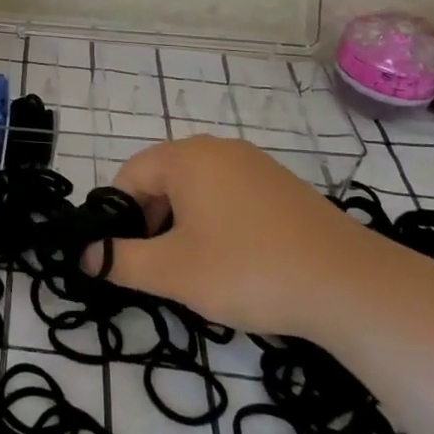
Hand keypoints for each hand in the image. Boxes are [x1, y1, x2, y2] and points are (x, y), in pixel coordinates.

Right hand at [104, 136, 399, 340]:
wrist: (349, 284)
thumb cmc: (248, 270)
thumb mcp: (173, 271)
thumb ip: (120, 260)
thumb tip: (85, 254)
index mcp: (186, 157)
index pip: (128, 176)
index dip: (117, 218)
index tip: (123, 259)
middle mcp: (218, 148)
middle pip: (162, 180)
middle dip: (151, 223)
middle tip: (159, 269)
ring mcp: (254, 164)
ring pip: (196, 190)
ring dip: (182, 226)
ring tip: (196, 270)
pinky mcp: (280, 186)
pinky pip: (229, 196)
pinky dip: (216, 224)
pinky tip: (234, 262)